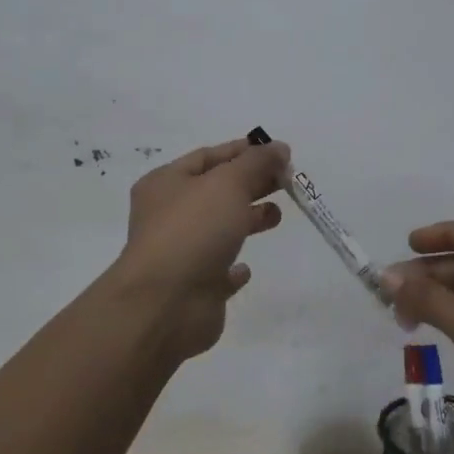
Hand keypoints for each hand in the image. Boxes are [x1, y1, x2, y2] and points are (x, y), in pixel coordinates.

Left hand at [113, 137, 289, 361]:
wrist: (166, 305)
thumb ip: (257, 162)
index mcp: (166, 183)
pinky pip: (217, 271)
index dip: (243, 151)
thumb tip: (280, 148)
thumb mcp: (229, 183)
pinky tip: (247, 268)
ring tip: (277, 216)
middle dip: (252, 183)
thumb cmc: (193, 231)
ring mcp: (180, 253)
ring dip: (248, 219)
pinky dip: (233, 268)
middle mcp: (169, 215)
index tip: (279, 152)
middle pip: (217, 191)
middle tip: (287, 182)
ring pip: (219, 228)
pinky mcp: (195, 287)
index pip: (208, 156)